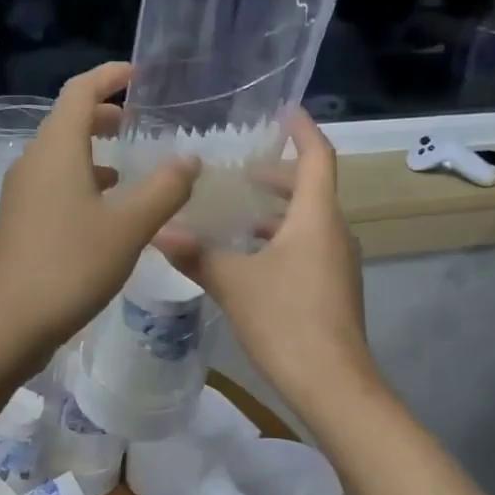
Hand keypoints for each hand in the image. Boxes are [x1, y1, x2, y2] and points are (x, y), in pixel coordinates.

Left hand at [0, 63, 198, 364]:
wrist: (9, 322)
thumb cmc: (70, 265)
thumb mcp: (129, 227)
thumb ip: (164, 189)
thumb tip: (189, 160)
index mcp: (56, 149)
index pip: (80, 92)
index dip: (109, 77)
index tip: (139, 75)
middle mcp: (33, 162)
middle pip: (68, 122)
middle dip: (104, 116)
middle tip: (141, 123)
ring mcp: (22, 194)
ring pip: (61, 158)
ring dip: (95, 154)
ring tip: (132, 169)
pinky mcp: (20, 222)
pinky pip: (55, 186)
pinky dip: (83, 184)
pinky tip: (107, 213)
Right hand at [159, 110, 375, 414]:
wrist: (332, 383)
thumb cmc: (286, 321)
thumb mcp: (233, 283)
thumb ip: (196, 254)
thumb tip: (158, 231)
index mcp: (316, 218)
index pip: (317, 158)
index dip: (302, 131)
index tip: (283, 111)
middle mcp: (333, 233)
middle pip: (311, 189)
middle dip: (279, 174)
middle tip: (241, 169)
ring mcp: (336, 263)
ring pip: (308, 221)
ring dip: (277, 211)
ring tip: (237, 212)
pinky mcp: (331, 289)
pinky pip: (306, 247)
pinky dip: (279, 239)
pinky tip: (248, 258)